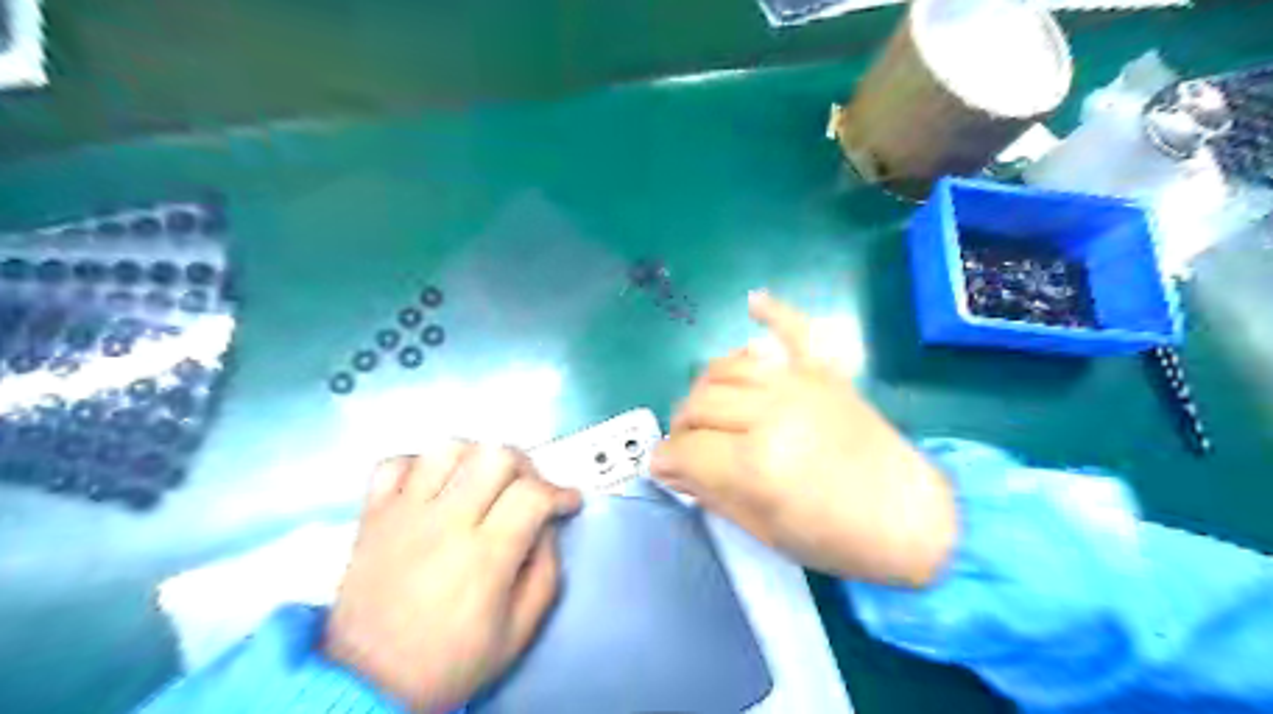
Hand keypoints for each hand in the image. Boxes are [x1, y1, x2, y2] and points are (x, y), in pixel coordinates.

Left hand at [325, 445, 579, 712]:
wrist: (368, 685)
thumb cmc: (450, 661)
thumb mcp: (518, 632)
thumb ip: (546, 571)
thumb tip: (547, 526)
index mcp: (484, 557)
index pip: (532, 494)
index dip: (560, 492)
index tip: (567, 503)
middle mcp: (445, 523)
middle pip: (495, 456)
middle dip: (525, 467)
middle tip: (527, 490)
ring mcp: (404, 514)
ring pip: (448, 449)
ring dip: (475, 458)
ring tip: (481, 483)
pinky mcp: (372, 515)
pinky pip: (395, 463)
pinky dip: (418, 465)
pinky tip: (432, 487)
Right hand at [647, 293, 955, 589]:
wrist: (912, 520)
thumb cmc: (835, 540)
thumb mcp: (762, 531)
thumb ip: (710, 492)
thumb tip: (671, 467)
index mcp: (756, 463)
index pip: (685, 449)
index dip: (665, 461)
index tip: (663, 470)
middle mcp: (772, 413)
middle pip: (699, 404)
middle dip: (681, 428)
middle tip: (685, 448)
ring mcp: (800, 386)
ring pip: (726, 368)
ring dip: (704, 388)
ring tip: (706, 410)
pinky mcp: (825, 373)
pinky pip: (794, 330)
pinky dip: (774, 313)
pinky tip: (753, 301)